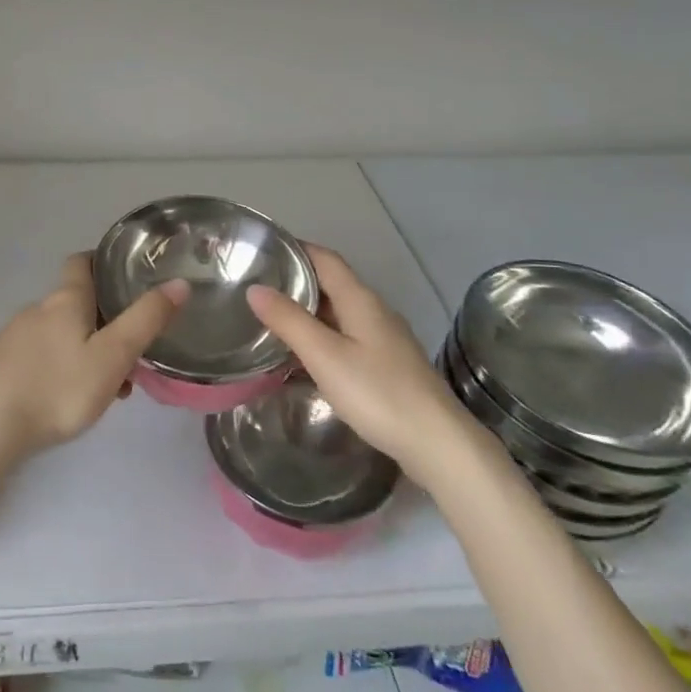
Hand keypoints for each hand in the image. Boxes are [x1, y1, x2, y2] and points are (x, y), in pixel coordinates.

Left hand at [0, 254, 187, 457]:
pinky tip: (70, 400)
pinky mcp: (2, 365)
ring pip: (62, 334)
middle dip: (105, 322)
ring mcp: (15, 337)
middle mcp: (37, 309)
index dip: (103, 263)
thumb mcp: (113, 356)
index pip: (82, 262)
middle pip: (77, 304)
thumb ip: (146, 320)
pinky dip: (63, 367)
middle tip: (131, 353)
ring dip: (87, 351)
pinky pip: (42, 356)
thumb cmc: (58, 388)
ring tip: (109, 389)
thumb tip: (178, 283)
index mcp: (65, 299)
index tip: (126, 276)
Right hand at [246, 246, 464, 468]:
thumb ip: (289, 320)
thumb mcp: (324, 355)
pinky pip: (347, 336)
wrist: (436, 442)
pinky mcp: (388, 364)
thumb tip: (254, 289)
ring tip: (271, 319)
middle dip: (297, 280)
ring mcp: (385, 338)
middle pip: (332, 283)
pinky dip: (322, 335)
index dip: (296, 249)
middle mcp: (375, 310)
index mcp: (360, 299)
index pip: (325, 258)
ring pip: (339, 312)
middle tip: (257, 288)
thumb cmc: (377, 392)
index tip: (263, 250)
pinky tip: (305, 356)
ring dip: (308, 310)